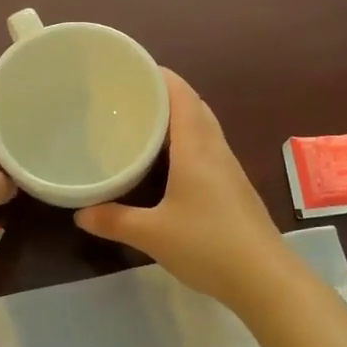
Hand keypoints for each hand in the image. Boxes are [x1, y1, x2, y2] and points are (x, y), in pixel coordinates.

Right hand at [76, 70, 298, 310]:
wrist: (265, 279)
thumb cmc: (208, 245)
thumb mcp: (152, 235)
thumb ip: (114, 220)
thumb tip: (80, 213)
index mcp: (197, 148)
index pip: (181, 95)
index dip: (159, 75)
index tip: (131, 67)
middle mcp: (215, 150)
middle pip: (193, 106)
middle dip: (165, 93)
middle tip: (130, 94)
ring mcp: (228, 169)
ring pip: (203, 127)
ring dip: (178, 116)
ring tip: (144, 120)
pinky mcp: (233, 188)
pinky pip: (207, 148)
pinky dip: (187, 140)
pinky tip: (168, 160)